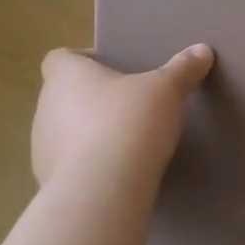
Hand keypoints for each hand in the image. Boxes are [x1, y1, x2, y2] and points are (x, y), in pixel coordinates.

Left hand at [31, 44, 214, 191]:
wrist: (101, 193)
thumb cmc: (128, 124)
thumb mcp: (166, 90)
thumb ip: (182, 69)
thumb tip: (202, 50)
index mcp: (66, 77)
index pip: (59, 58)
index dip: (82, 60)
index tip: (112, 67)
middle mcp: (45, 109)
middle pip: (64, 95)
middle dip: (93, 98)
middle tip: (129, 102)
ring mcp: (42, 149)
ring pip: (65, 131)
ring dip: (89, 133)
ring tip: (126, 139)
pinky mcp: (49, 183)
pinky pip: (70, 165)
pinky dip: (89, 164)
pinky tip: (118, 171)